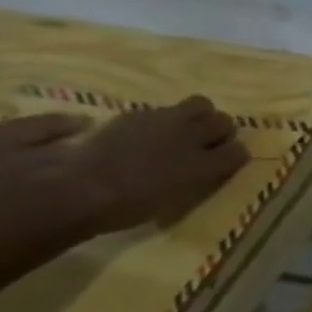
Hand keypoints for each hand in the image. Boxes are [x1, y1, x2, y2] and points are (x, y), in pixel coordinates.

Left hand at [70, 96, 248, 230]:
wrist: (72, 190)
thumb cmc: (128, 206)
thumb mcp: (180, 200)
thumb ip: (204, 178)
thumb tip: (215, 167)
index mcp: (206, 165)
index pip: (239, 151)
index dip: (232, 156)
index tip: (223, 164)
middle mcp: (193, 137)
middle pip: (223, 121)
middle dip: (219, 130)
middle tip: (205, 144)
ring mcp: (164, 122)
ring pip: (199, 105)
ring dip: (196, 116)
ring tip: (180, 132)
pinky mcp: (135, 115)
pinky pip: (161, 110)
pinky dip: (161, 118)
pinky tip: (145, 134)